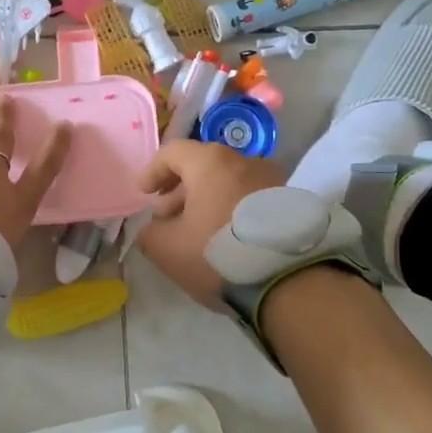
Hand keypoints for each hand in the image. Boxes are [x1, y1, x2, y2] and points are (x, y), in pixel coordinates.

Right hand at [138, 141, 285, 308]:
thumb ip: (149, 233)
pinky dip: (230, 209)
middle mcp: (243, 161)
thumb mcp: (166, 249)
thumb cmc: (216, 254)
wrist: (285, 280)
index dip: (152, 172)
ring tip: (195, 230)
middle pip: (202, 166)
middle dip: (178, 190)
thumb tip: (154, 229)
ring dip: (205, 200)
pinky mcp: (288, 202)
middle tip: (166, 217)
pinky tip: (224, 237)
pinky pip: (249, 197)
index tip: (143, 194)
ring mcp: (271, 180)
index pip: (172, 152)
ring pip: (227, 182)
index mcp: (210, 162)